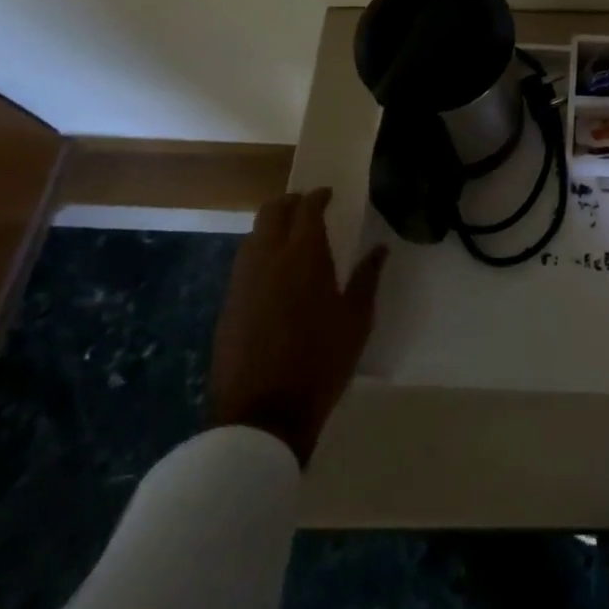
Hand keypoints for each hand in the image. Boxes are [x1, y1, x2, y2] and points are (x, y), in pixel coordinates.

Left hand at [208, 188, 388, 465]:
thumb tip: (379, 248)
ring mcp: (242, 282)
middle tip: (307, 206)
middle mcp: (268, 258)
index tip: (329, 194)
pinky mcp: (228, 306)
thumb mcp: (356, 320)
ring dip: (271, 227)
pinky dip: (259, 254)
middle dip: (290, 202)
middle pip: (272, 212)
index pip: (308, 208)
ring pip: (252, 236)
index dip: (318, 196)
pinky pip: (243, 264)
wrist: (262, 414)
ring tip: (290, 237)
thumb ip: (367, 278)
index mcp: (304, 255)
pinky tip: (272, 272)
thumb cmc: (320, 361)